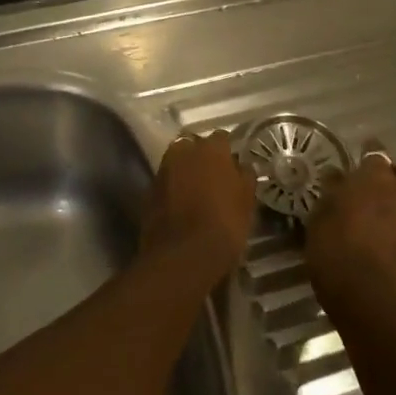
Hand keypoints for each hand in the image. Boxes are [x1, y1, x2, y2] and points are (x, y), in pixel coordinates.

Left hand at [139, 131, 256, 289]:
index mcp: (211, 149)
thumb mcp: (247, 201)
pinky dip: (172, 189)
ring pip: (176, 163)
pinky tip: (181, 206)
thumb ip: (245, 177)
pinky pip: (165, 183)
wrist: (183, 255)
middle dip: (201, 157)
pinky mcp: (148, 191)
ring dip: (185, 172)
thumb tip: (241, 166)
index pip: (221, 138)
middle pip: (194, 146)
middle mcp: (183, 152)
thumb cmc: (225, 224)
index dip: (227, 152)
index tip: (233, 165)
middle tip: (214, 177)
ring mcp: (162, 170)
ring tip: (197, 192)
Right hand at [305, 140, 395, 293]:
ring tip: (380, 211)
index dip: (370, 150)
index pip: (377, 153)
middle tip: (384, 181)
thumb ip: (333, 190)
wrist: (361, 290)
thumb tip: (337, 175)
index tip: (363, 151)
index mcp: (375, 179)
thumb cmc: (333, 243)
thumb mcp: (322, 212)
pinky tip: (380, 236)